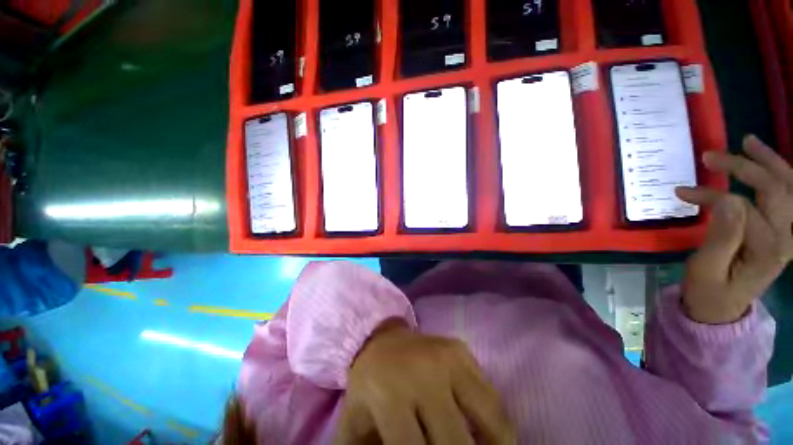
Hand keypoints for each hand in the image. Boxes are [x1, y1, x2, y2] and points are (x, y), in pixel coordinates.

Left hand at [335, 319, 515, 444]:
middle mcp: (423, 373)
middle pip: (455, 443)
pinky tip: (488, 439)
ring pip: (490, 421)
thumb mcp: (356, 423)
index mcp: (390, 394)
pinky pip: (494, 398)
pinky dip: (499, 428)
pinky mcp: (462, 351)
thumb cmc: (368, 383)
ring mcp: (448, 358)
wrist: (382, 338)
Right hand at [676, 135, 792, 323]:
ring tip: (747, 143)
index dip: (712, 195)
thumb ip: (720, 237)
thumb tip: (725, 201)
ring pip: (789, 186)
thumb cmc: (709, 291)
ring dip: (769, 161)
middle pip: (775, 189)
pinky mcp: (784, 230)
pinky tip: (766, 161)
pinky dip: (780, 173)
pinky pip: (789, 195)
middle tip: (711, 157)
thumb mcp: (705, 269)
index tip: (682, 192)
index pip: (743, 207)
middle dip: (744, 167)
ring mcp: (789, 233)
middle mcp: (787, 237)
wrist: (724, 308)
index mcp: (767, 249)